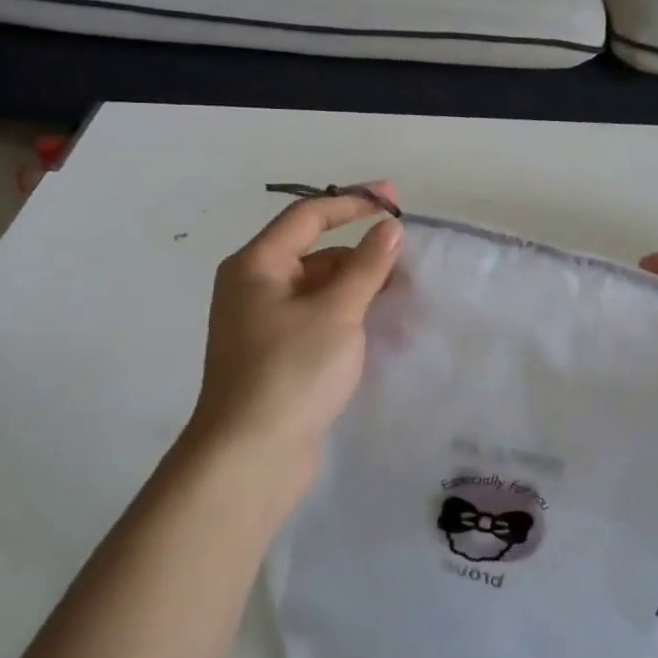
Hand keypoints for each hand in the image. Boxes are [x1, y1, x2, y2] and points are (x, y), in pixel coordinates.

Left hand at [182, 188, 403, 498]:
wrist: (250, 458)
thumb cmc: (291, 372)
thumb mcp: (337, 312)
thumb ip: (367, 266)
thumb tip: (389, 227)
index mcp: (256, 266)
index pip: (308, 216)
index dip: (354, 202)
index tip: (395, 198)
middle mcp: (254, 288)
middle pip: (315, 255)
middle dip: (362, 258)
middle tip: (408, 268)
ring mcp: (264, 325)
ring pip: (320, 292)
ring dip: (360, 293)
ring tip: (405, 305)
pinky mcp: (277, 357)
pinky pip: (318, 322)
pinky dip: (348, 321)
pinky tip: (383, 334)